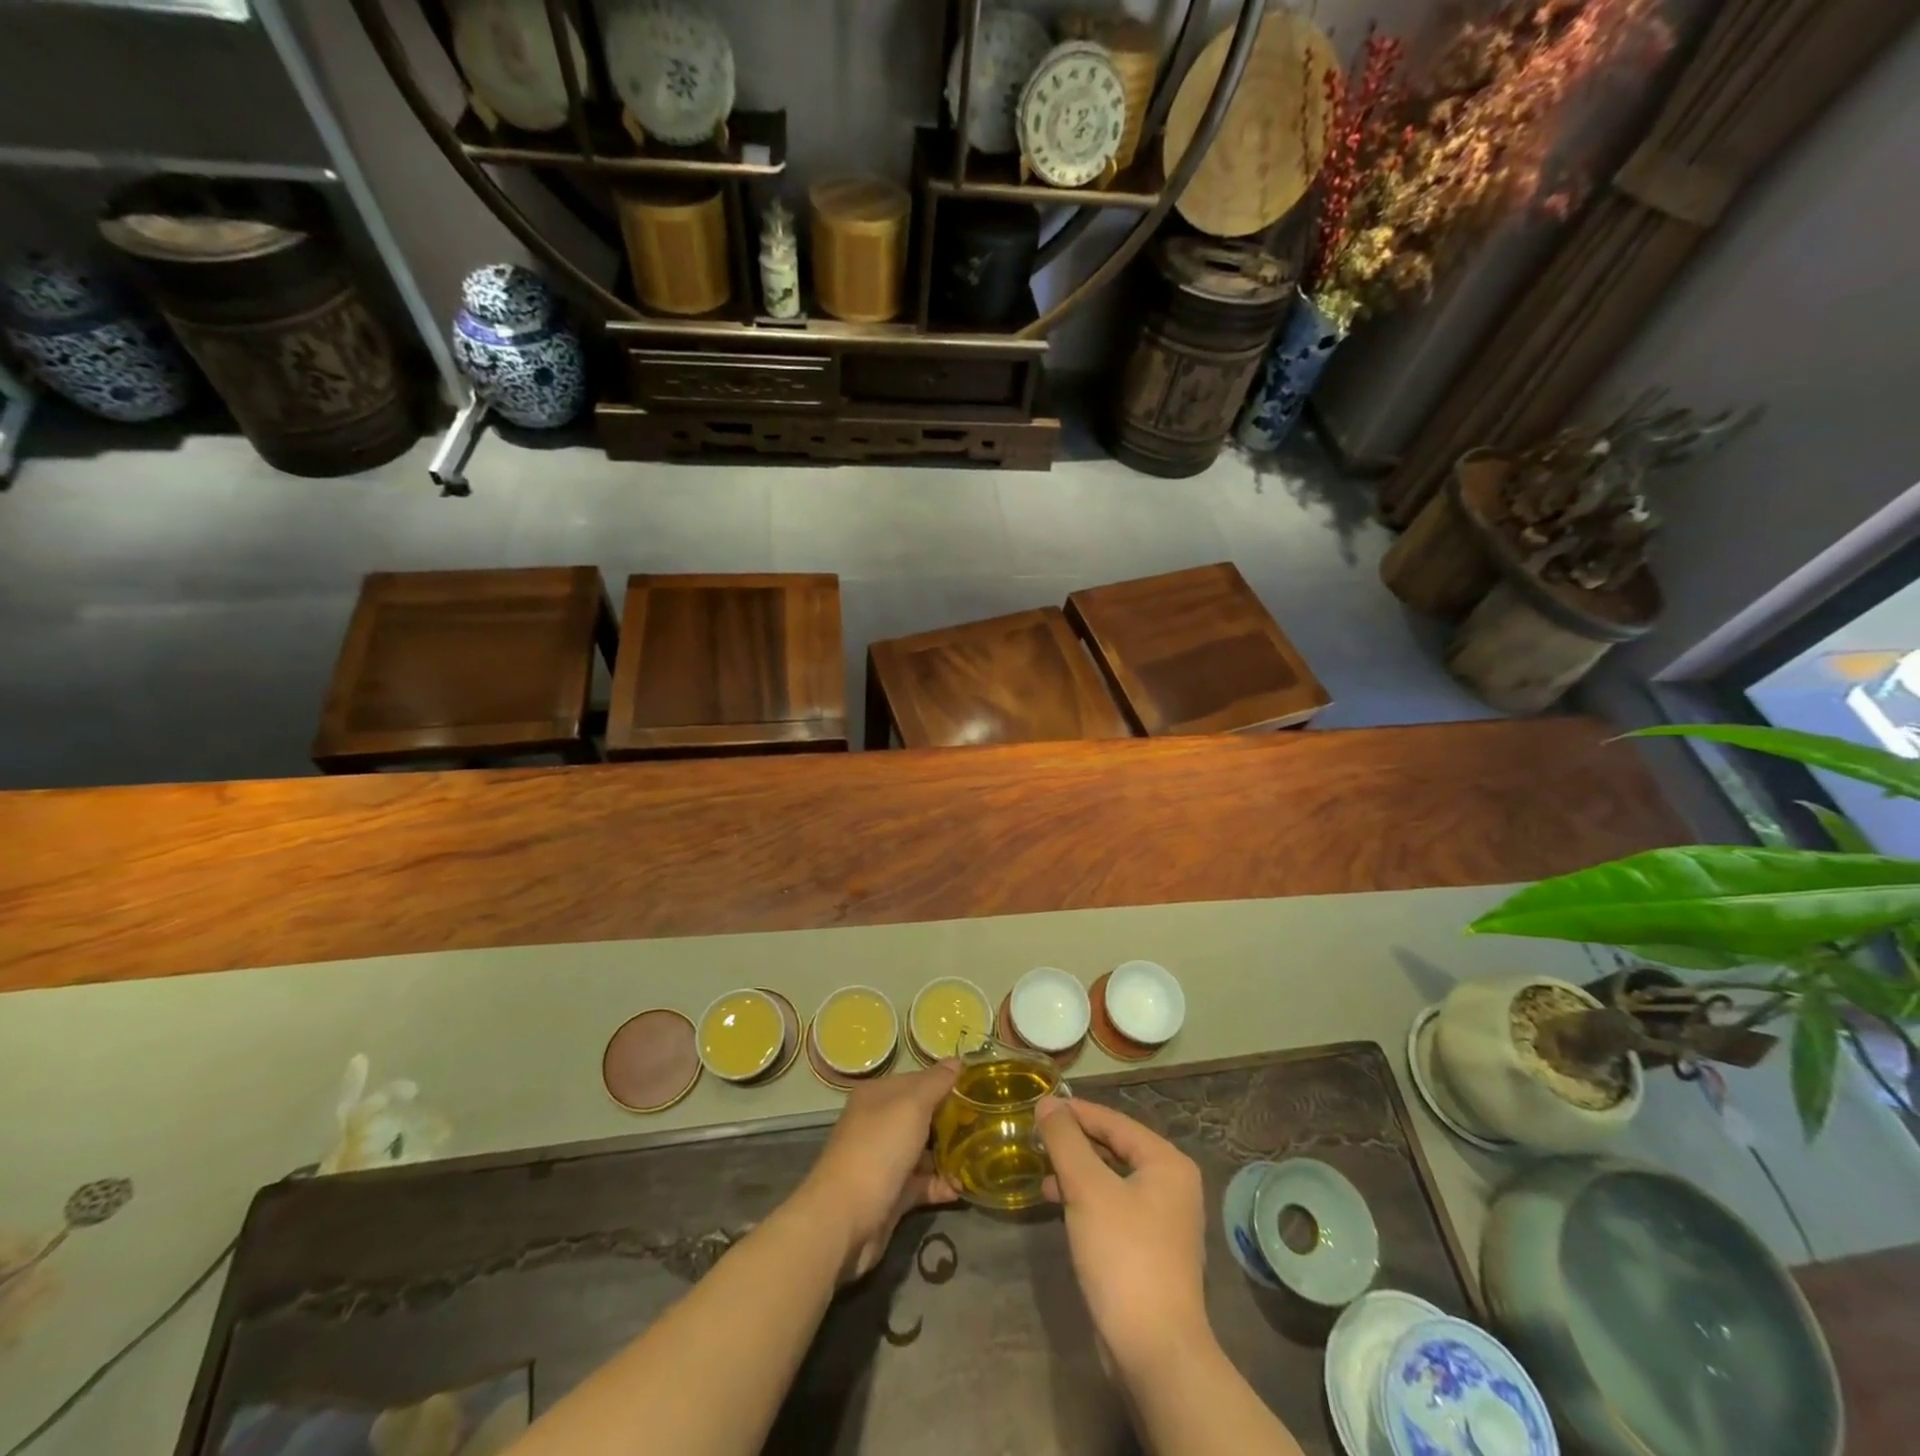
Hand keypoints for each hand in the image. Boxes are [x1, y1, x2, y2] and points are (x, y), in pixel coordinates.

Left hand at [792, 1061, 959, 1281]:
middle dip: (951, 1120)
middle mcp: (878, 1123)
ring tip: (981, 1156)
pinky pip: (921, 1183)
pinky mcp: (890, 1193)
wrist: (845, 1218)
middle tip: (986, 1124)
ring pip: (923, 1151)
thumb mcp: (911, 1106)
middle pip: (921, 1116)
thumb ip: (936, 1083)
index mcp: (878, 1095)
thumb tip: (956, 1061)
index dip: (946, 1084)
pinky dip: (941, 1184)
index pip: (918, 1081)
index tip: (978, 1091)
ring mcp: (883, 1160)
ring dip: (949, 1154)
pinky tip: (963, 1188)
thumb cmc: (879, 1149)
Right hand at [1038, 1097, 1210, 1373]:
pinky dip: (1086, 1200)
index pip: (1114, 1121)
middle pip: (1114, 1148)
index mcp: (1166, 1163)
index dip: (1075, 1112)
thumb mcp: (1087, 1189)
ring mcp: (1163, 1220)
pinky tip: (1060, 1206)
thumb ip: (1065, 1141)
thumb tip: (1047, 1102)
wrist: (1154, 1351)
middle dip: (1075, 1143)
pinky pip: (1113, 1207)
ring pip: (1112, 1179)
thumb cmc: (1123, 1256)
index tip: (1039, 1106)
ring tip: (1041, 1172)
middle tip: (1036, 1137)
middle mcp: (1171, 1185)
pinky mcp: (1149, 1250)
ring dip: (1077, 1173)